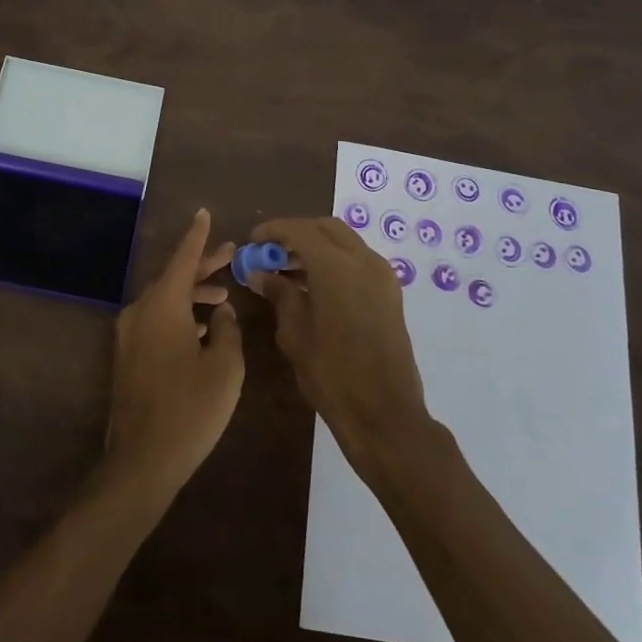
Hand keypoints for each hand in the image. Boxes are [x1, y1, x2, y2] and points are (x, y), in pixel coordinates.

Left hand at [101, 209, 244, 504]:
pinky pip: (156, 320)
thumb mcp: (224, 367)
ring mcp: (129, 335)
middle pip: (173, 278)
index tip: (204, 213)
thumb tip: (221, 313)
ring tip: (223, 296)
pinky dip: (179, 314)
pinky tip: (201, 329)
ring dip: (192, 294)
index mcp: (162, 305)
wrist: (142, 459)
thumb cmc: (190, 408)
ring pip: (164, 300)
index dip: (197, 236)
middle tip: (230, 256)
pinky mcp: (128, 356)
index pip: (182, 259)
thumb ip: (227, 330)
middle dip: (202, 267)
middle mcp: (140, 311)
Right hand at [249, 217, 432, 473]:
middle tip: (271, 252)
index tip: (252, 241)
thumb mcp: (295, 333)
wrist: (385, 414)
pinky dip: (334, 260)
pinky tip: (314, 285)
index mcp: (336, 266)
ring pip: (344, 241)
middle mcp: (363, 260)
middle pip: (325, 227)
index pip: (299, 229)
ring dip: (316, 246)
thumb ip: (278, 293)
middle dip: (296, 233)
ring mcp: (381, 275)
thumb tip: (259, 273)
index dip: (272, 230)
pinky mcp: (390, 292)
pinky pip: (357, 260)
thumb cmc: (332, 374)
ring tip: (287, 270)